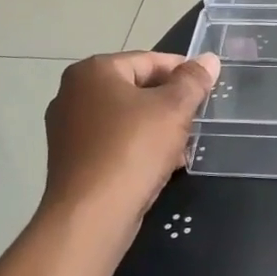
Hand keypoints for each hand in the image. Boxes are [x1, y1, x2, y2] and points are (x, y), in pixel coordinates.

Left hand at [41, 51, 220, 229]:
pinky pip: (113, 143)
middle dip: (169, 104)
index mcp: (93, 71)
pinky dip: (137, 148)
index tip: (207, 89)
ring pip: (125, 118)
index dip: (183, 72)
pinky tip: (161, 166)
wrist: (90, 216)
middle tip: (197, 120)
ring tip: (184, 146)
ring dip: (157, 128)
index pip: (148, 60)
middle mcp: (73, 93)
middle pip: (136, 89)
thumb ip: (193, 81)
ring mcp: (68, 128)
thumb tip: (209, 59)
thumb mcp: (173, 109)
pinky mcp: (71, 160)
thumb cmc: (132, 150)